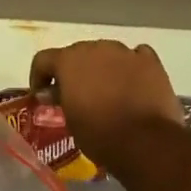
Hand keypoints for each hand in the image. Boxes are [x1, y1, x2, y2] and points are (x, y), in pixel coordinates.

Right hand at [29, 41, 185, 175]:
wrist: (145, 142)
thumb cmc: (99, 134)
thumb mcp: (70, 120)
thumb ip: (60, 99)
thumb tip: (52, 92)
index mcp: (68, 61)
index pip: (44, 59)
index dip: (39, 76)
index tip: (42, 94)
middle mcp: (95, 48)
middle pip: (78, 53)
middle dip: (75, 71)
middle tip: (77, 95)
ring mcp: (125, 52)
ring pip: (107, 54)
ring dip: (103, 68)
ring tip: (108, 92)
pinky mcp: (150, 62)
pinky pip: (136, 57)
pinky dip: (131, 67)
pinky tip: (133, 84)